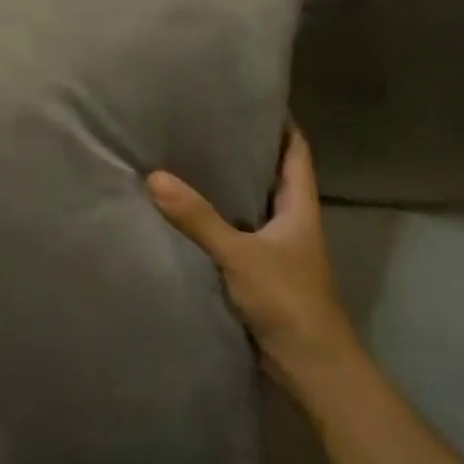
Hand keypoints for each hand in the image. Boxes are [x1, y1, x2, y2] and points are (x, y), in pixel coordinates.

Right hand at [147, 127, 367, 398]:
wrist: (308, 364)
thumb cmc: (287, 299)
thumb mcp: (240, 254)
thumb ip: (198, 218)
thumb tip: (155, 177)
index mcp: (300, 208)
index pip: (297, 153)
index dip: (283, 125)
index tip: (256, 100)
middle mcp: (291, 223)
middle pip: (273, 177)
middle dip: (247, 152)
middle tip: (207, 126)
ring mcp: (276, 250)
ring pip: (252, 207)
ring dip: (228, 188)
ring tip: (191, 162)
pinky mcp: (258, 274)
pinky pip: (235, 236)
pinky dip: (216, 222)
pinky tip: (187, 217)